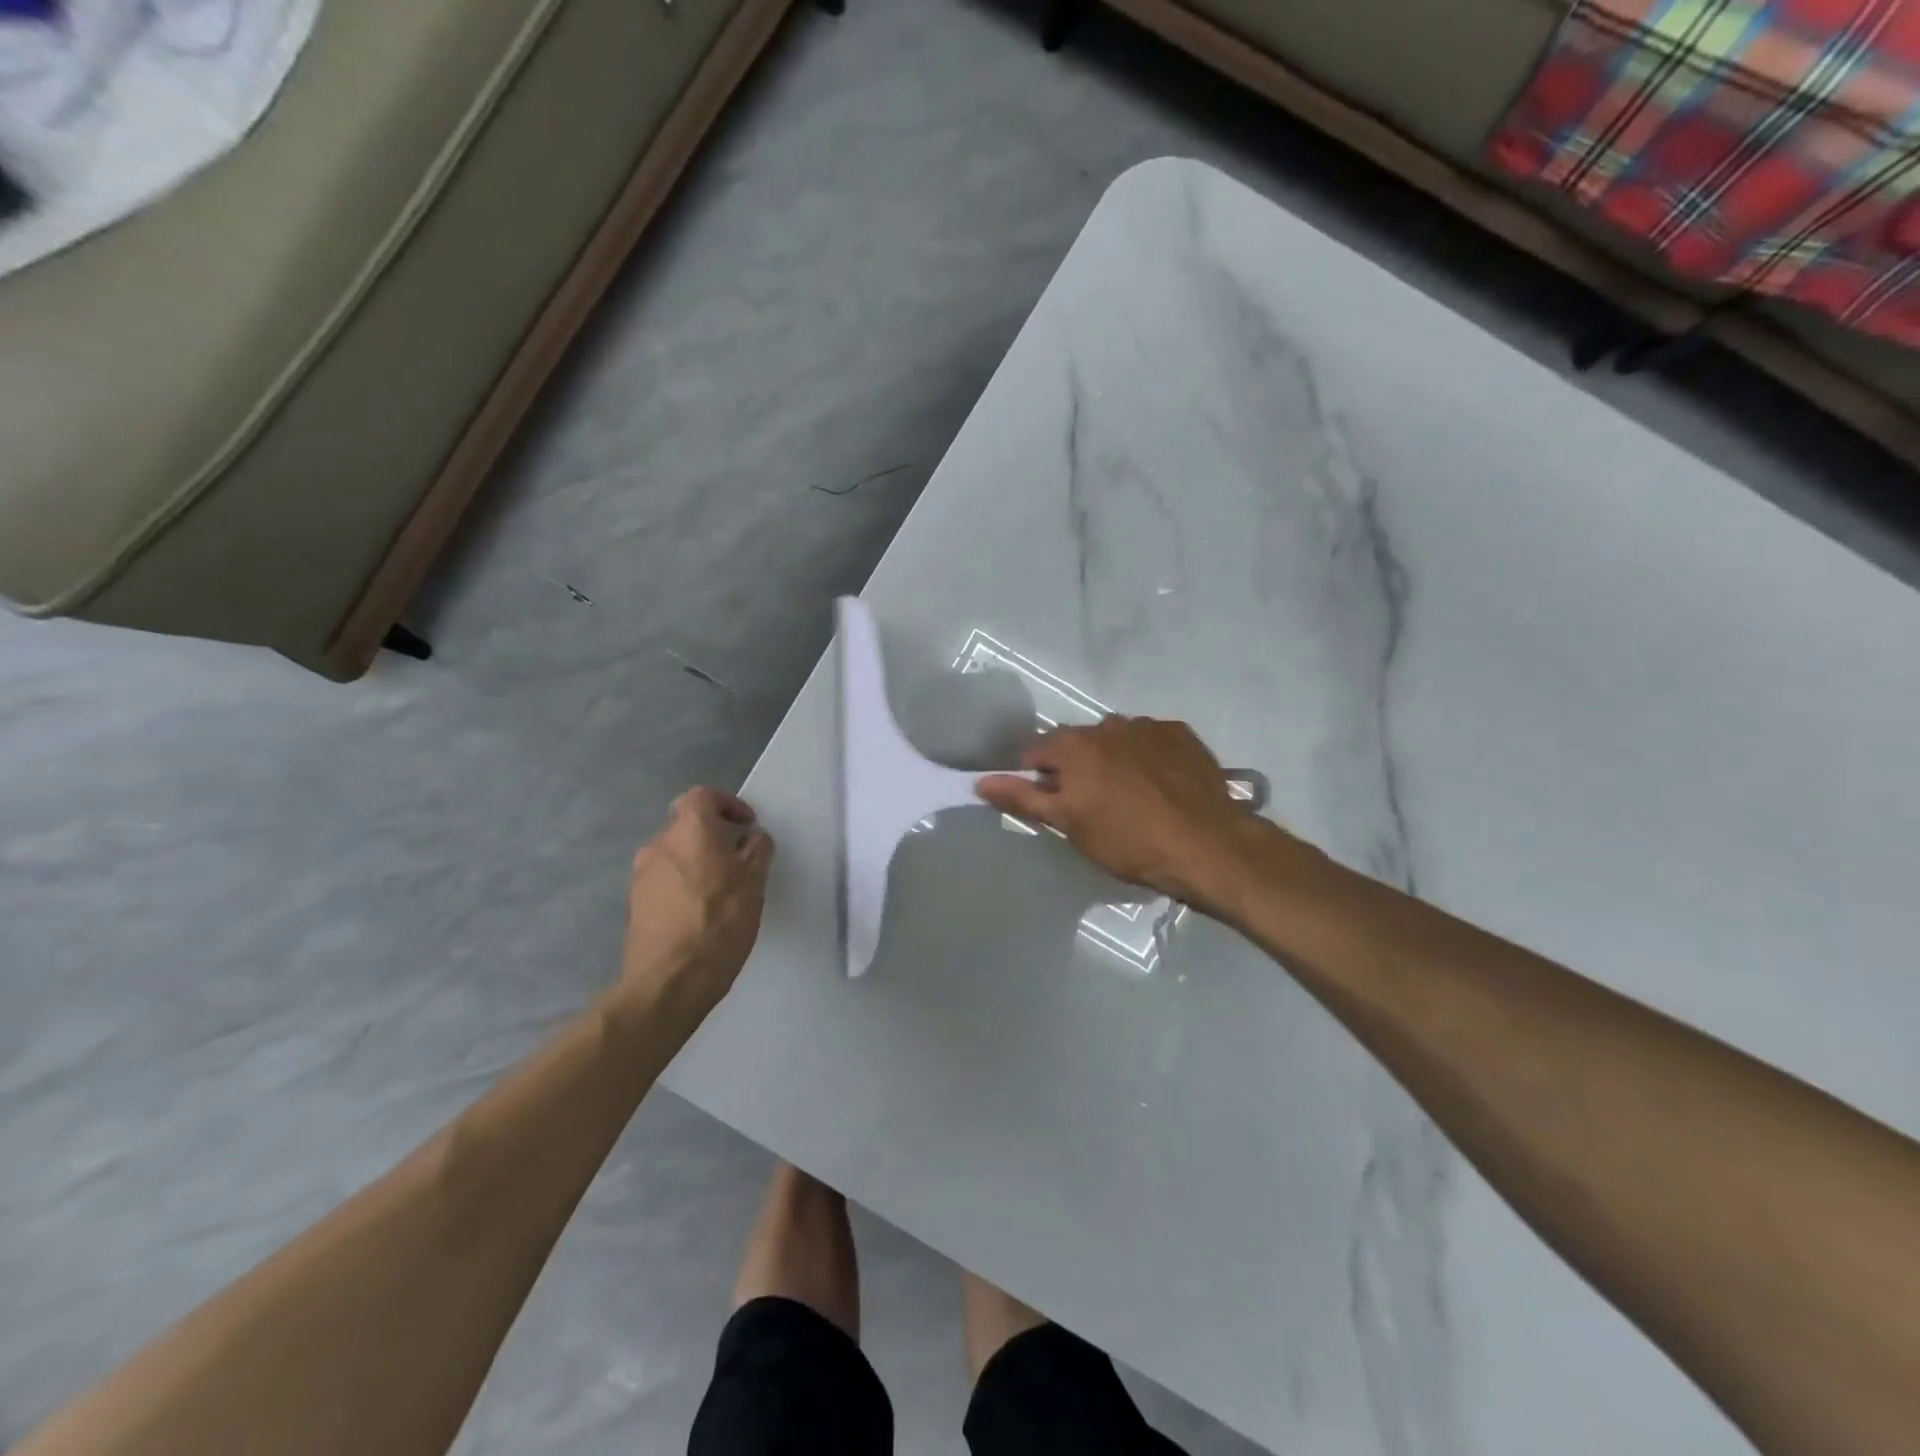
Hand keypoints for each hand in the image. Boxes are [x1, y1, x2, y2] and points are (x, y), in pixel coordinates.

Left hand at [622, 787, 774, 1012]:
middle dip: (713, 835)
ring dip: (697, 861)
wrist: (669, 981)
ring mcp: (641, 875)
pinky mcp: (634, 904)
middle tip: (739, 857)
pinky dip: (683, 884)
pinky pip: (664, 880)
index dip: (728, 804)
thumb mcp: (755, 881)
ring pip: (674, 853)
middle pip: (686, 824)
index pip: (704, 795)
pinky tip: (700, 911)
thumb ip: (757, 849)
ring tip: (722, 888)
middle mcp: (658, 843)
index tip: (747, 825)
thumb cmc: (719, 921)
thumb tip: (752, 837)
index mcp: (688, 829)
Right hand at [976, 716, 1298, 919]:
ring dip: (1114, 759)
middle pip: (1078, 743)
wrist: (1206, 845)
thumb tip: (981, 782)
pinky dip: (1148, 757)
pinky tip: (1162, 786)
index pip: (1037, 751)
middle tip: (1093, 804)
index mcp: (1075, 745)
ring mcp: (1148, 727)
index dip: (1038, 777)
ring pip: (1116, 740)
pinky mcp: (1181, 734)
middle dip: (1078, 767)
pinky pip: (1151, 741)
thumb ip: (1024, 798)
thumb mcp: (1069, 824)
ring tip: (1132, 796)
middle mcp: (1108, 725)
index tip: (1054, 803)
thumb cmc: (1128, 841)